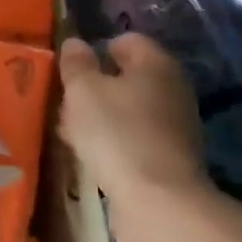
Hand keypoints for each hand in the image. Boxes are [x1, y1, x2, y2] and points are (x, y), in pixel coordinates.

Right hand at [58, 33, 213, 241]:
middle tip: (66, 103)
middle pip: (127, 77)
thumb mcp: (83, 91)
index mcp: (156, 63)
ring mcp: (175, 125)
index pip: (126, 40)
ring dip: (101, 118)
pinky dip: (114, 143)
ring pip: (128, 110)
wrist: (157, 201)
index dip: (96, 50)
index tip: (70, 70)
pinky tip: (91, 157)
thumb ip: (76, 63)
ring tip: (71, 132)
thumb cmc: (117, 133)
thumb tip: (75, 42)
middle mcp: (172, 88)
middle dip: (95, 88)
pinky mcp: (169, 158)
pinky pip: (134, 138)